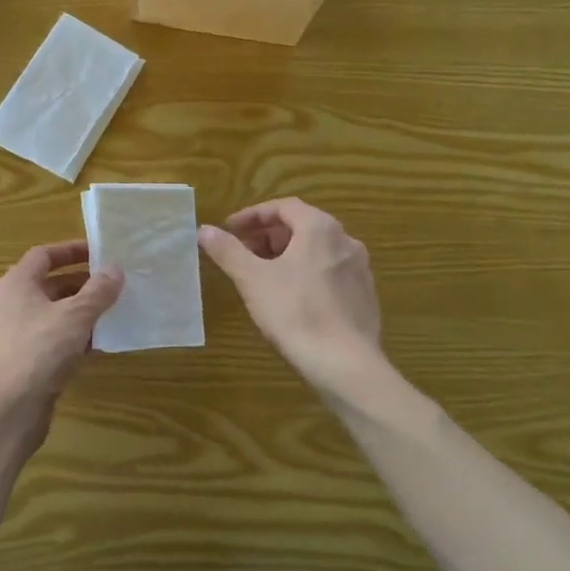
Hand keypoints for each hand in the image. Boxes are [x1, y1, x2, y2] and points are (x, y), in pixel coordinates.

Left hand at [0, 242, 122, 445]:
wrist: (9, 408)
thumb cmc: (40, 350)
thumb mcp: (75, 316)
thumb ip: (97, 291)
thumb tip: (115, 269)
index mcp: (17, 283)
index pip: (44, 255)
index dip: (71, 250)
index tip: (100, 252)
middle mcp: (12, 304)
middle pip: (50, 284)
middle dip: (82, 283)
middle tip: (113, 283)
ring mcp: (17, 334)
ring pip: (54, 313)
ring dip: (81, 311)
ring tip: (113, 311)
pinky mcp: (25, 360)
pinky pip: (54, 338)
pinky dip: (75, 336)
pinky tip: (100, 344)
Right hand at [200, 198, 383, 392]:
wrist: (345, 363)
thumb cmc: (295, 312)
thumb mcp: (252, 279)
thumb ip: (227, 251)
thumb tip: (204, 230)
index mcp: (320, 228)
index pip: (284, 207)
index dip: (253, 215)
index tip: (230, 229)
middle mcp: (346, 240)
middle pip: (302, 226)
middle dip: (269, 236)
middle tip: (242, 252)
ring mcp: (360, 269)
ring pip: (317, 250)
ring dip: (287, 254)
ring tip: (262, 274)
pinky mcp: (365, 295)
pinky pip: (330, 272)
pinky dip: (306, 273)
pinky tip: (291, 297)